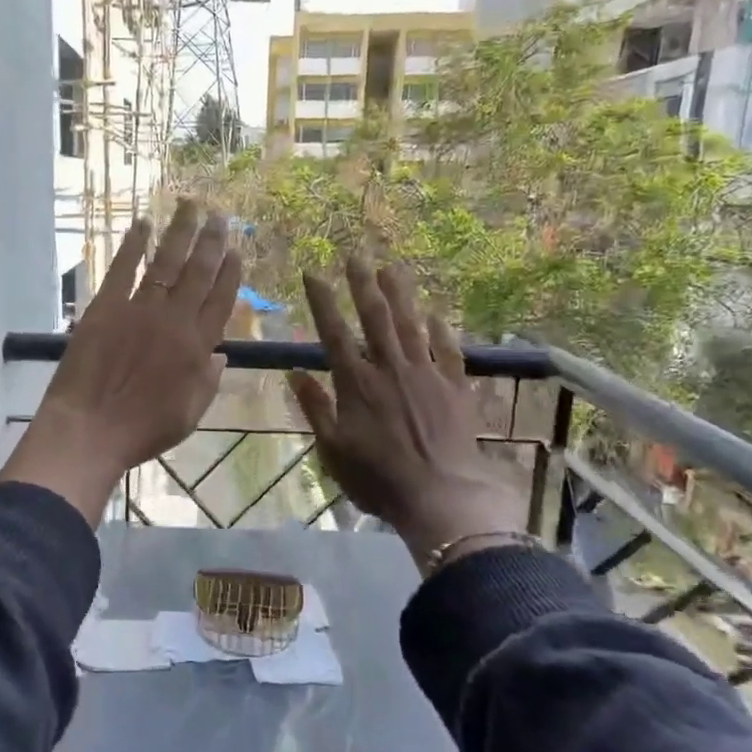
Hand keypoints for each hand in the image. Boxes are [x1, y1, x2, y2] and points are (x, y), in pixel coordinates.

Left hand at [1, 199, 242, 522]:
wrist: (89, 429)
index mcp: (197, 347)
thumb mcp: (190, 415)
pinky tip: (141, 225)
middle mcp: (173, 320)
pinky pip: (122, 269)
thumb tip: (221, 355)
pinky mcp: (105, 307)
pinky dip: (132, 245)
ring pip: (165, 263)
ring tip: (189, 206)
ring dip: (179, 232)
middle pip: (197, 273)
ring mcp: (138, 310)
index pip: (220, 301)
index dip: (230, 273)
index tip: (235, 250)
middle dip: (211, 241)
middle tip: (219, 215)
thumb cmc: (142, 431)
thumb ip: (208, 382)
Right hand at [288, 258, 531, 574]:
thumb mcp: (332, 450)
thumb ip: (315, 408)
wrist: (441, 495)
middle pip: (375, 318)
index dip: (323, 301)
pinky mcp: (455, 388)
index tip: (313, 273)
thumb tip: (295, 373)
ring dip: (400, 295)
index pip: (334, 333)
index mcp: (356, 384)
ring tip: (391, 267)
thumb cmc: (378, 479)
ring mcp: (426, 375)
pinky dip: (441, 331)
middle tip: (356, 255)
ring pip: (410, 325)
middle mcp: (390, 369)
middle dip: (362, 284)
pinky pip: (448, 351)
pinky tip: (436, 314)